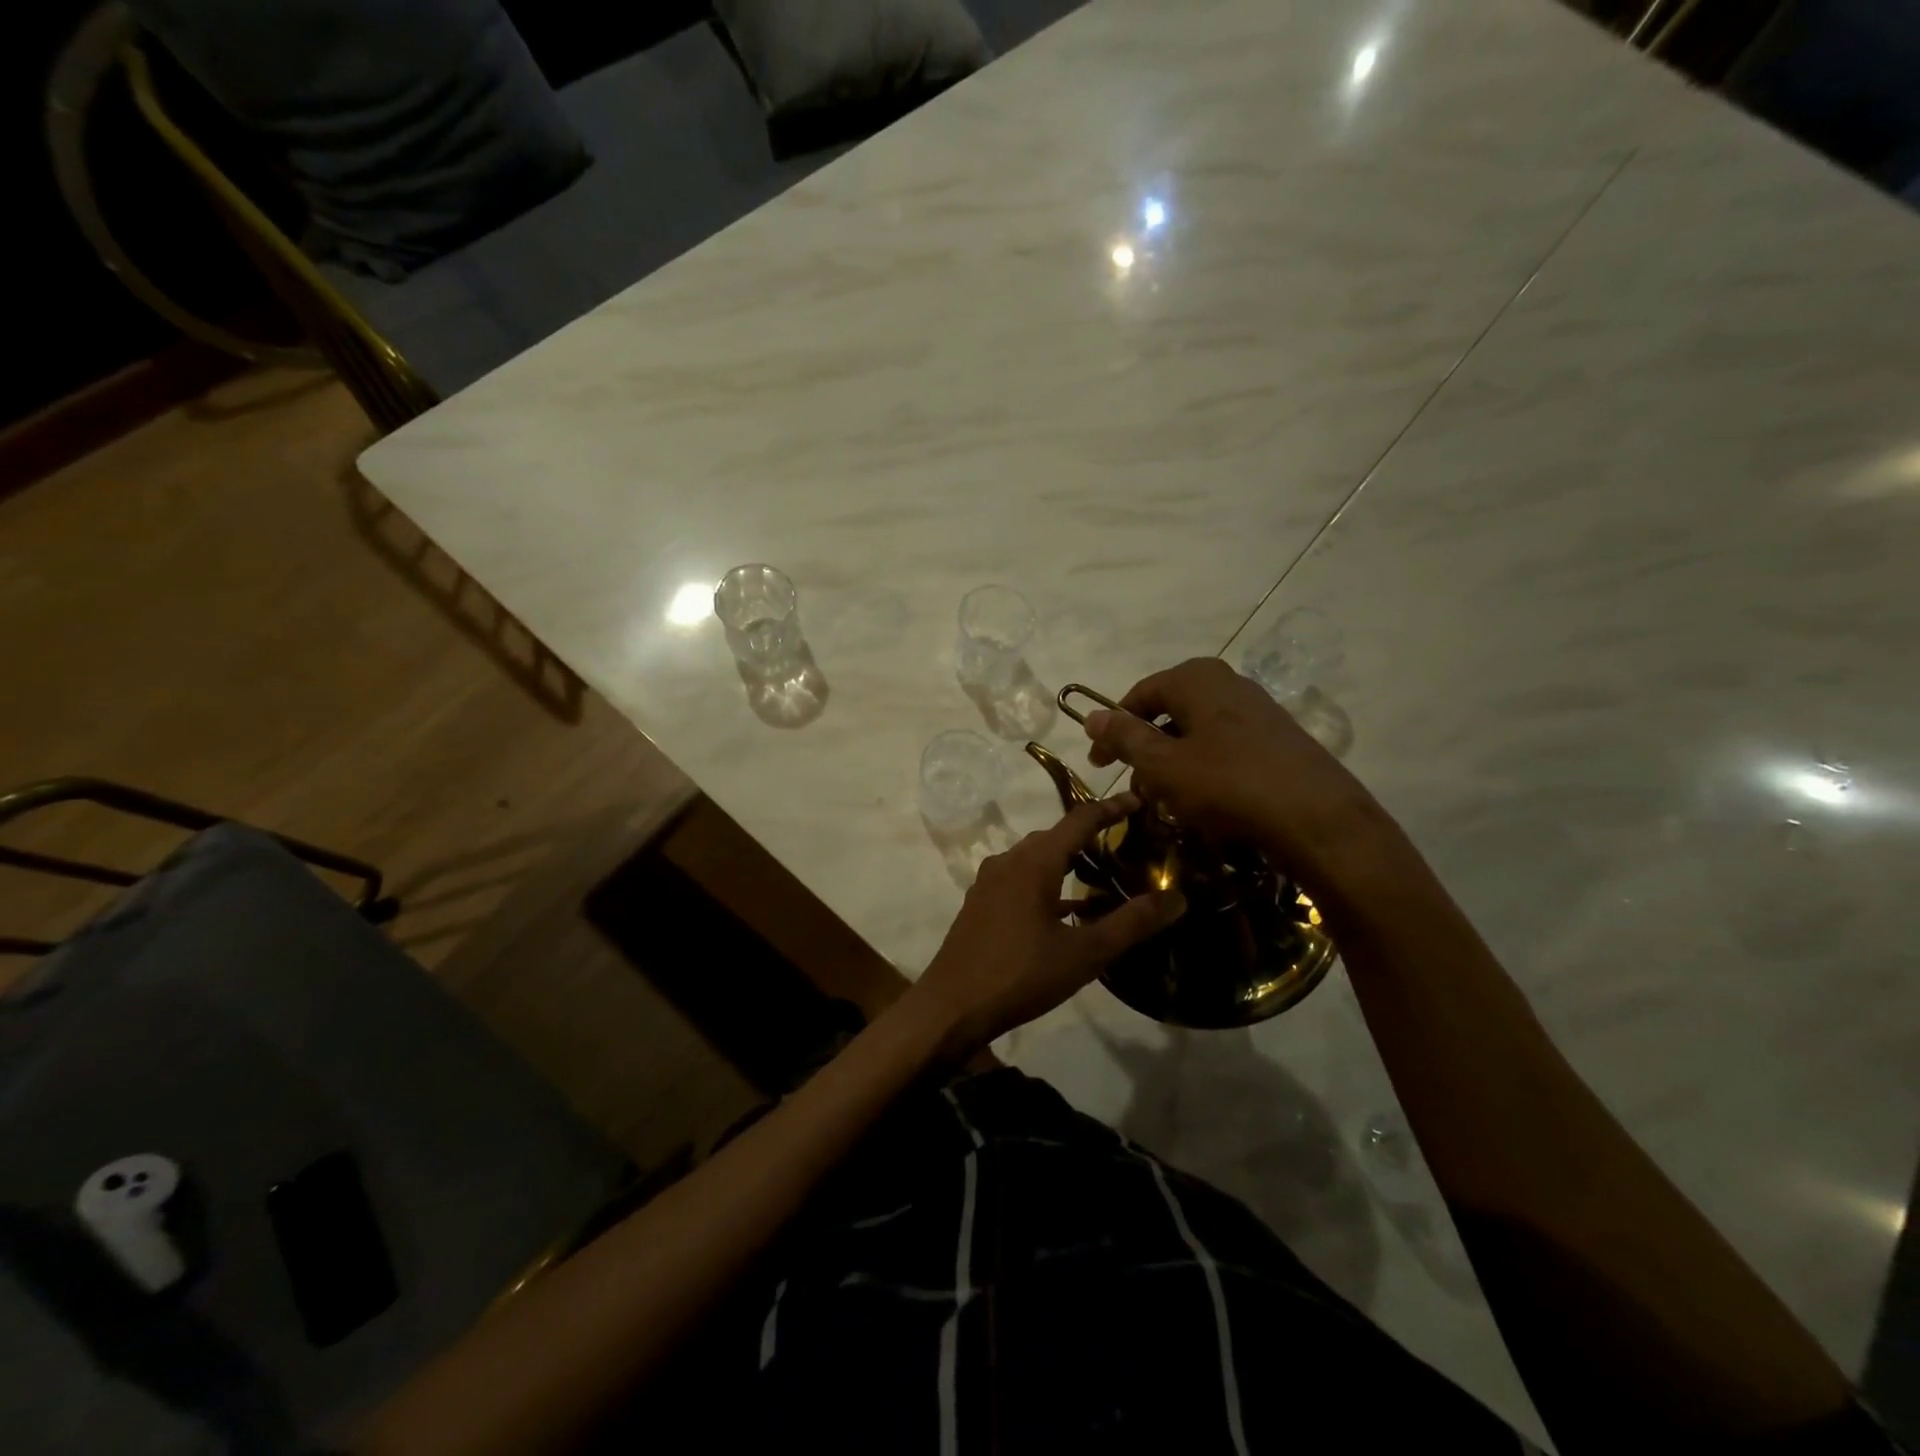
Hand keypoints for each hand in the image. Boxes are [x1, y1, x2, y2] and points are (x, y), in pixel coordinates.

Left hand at [910, 795, 1185, 1056]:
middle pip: (1055, 836)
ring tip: (1101, 872)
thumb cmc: (1020, 975)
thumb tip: (1177, 898)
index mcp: (1034, 862)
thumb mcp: (1084, 954)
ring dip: (1067, 859)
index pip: (1079, 819)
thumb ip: (1131, 923)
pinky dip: (1047, 882)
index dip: (1111, 808)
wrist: (951, 1006)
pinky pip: (1020, 878)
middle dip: (1090, 833)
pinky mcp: (981, 902)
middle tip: (1126, 841)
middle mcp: (1009, 861)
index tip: (1139, 799)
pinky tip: (1066, 909)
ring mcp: (990, 881)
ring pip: (1036, 858)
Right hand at [1083, 657, 1395, 899]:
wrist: (1318, 818)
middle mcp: (1227, 683)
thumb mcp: (1163, 765)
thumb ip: (1125, 738)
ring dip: (1174, 764)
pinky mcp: (1277, 738)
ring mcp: (1257, 709)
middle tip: (1134, 786)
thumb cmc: (1227, 785)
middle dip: (1146, 750)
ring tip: (1167, 801)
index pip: (1138, 696)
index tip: (1098, 764)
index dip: (1113, 730)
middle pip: (1169, 712)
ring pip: (1197, 733)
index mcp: (1195, 678)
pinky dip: (1204, 770)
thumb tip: (1091, 716)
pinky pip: (1225, 747)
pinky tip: (1205, 802)